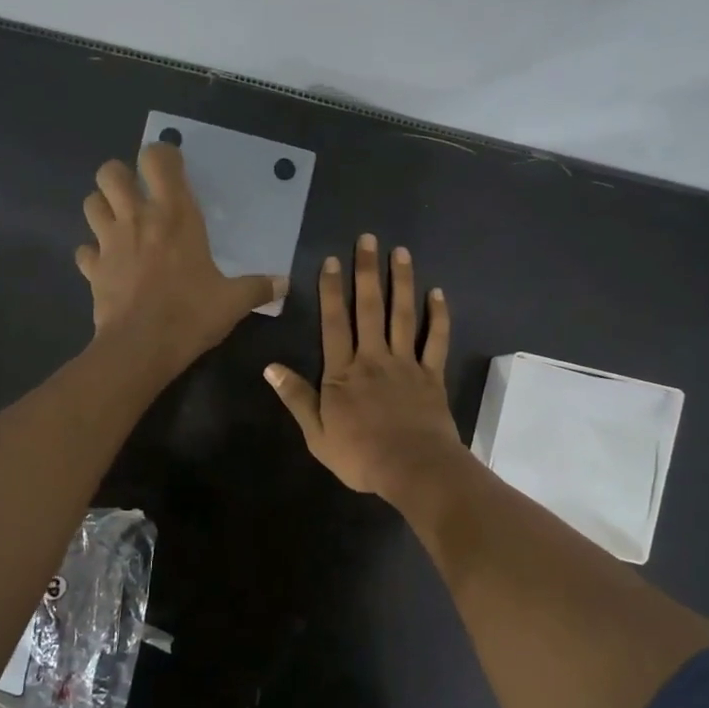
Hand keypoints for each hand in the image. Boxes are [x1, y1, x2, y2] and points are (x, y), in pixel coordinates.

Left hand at [77, 143, 285, 374]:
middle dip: (121, 176)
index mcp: (174, 215)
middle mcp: (137, 218)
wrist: (142, 347)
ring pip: (90, 203)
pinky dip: (94, 254)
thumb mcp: (233, 302)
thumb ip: (258, 288)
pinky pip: (85, 250)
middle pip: (110, 171)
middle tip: (138, 196)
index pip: (156, 158)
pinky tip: (108, 265)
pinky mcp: (93, 269)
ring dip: (103, 207)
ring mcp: (109, 242)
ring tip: (120, 224)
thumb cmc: (190, 314)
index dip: (161, 156)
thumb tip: (284, 284)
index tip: (173, 170)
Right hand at [264, 234, 466, 499]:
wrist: (412, 468)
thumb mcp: (316, 434)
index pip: (334, 323)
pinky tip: (438, 293)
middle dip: (366, 272)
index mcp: (343, 373)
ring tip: (400, 252)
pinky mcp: (432, 375)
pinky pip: (436, 340)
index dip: (330, 291)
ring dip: (401, 282)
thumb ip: (296, 398)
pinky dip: (438, 316)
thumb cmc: (360, 456)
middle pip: (369, 308)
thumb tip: (270, 368)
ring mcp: (405, 364)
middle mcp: (373, 358)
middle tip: (368, 239)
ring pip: (403, 315)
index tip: (331, 261)